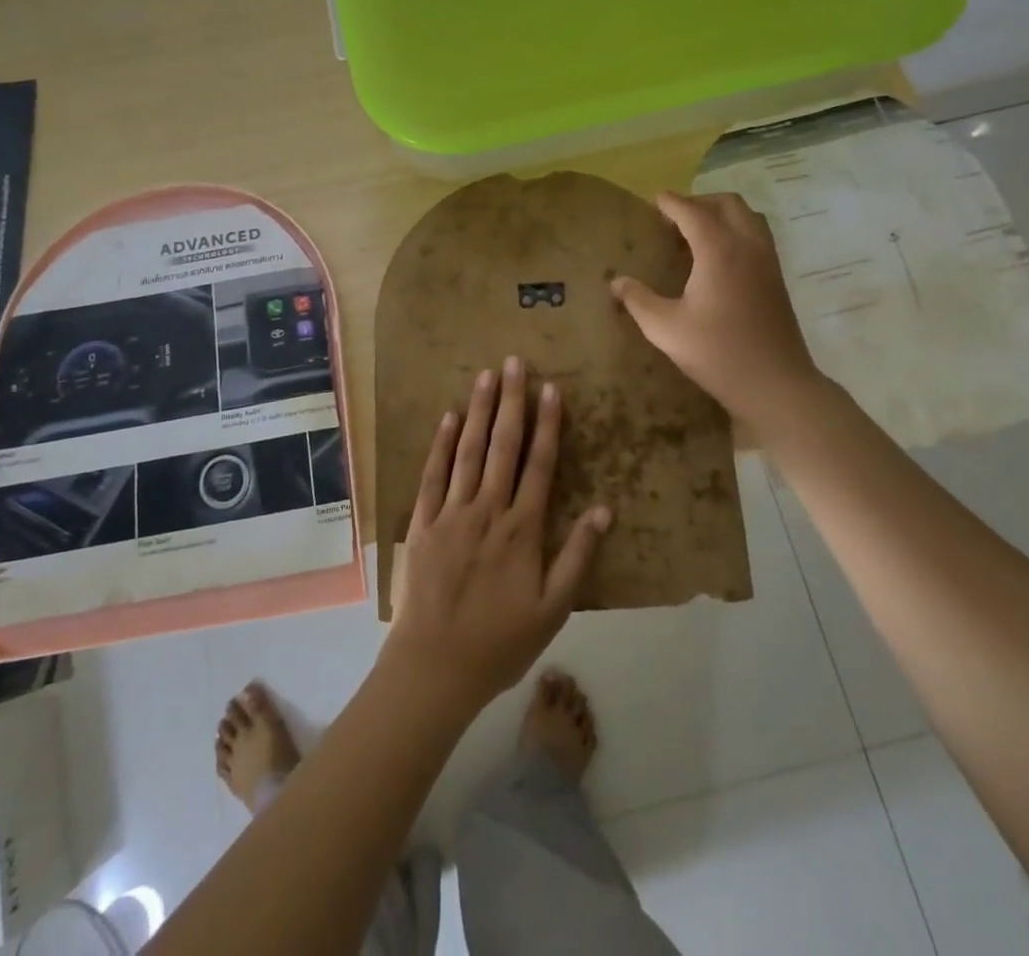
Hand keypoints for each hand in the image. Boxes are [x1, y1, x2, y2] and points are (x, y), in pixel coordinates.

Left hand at [382, 356, 612, 716]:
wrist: (435, 667)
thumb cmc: (500, 642)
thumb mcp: (553, 609)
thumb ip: (578, 556)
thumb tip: (606, 510)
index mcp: (523, 529)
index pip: (539, 465)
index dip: (547, 425)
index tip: (550, 389)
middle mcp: (488, 510)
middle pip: (503, 446)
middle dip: (511, 402)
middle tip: (515, 362)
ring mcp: (451, 513)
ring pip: (468, 452)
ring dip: (478, 411)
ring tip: (486, 376)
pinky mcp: (422, 523)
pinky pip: (432, 476)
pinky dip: (441, 445)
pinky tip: (448, 418)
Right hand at [612, 191, 827, 428]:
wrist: (776, 384)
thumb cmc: (718, 353)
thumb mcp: (666, 329)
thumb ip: (638, 300)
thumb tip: (616, 282)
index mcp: (719, 251)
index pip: (693, 212)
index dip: (672, 203)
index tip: (655, 200)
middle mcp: (748, 246)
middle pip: (728, 204)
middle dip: (699, 202)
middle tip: (674, 217)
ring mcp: (768, 261)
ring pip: (749, 217)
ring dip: (722, 214)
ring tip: (696, 232)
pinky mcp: (777, 278)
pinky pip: (757, 236)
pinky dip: (737, 231)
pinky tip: (718, 258)